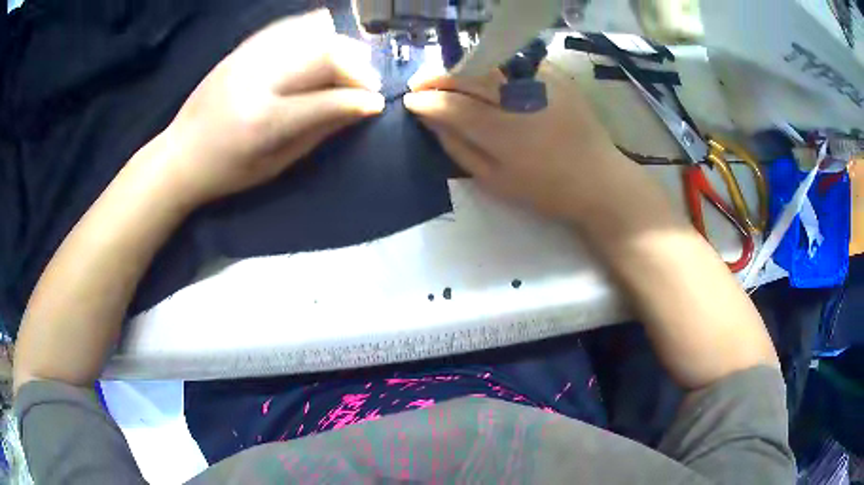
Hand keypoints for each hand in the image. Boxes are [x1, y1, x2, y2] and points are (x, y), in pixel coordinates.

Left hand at [159, 9, 384, 206]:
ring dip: (340, 44)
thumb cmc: (227, 172)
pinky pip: (286, 26)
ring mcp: (247, 58)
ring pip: (309, 34)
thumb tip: (358, 109)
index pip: (326, 101)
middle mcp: (257, 81)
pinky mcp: (241, 49)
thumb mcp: (275, 165)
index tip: (378, 103)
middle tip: (367, 81)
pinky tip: (327, 36)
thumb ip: (318, 132)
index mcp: (264, 122)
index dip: (360, 99)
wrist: (179, 155)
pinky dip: (313, 28)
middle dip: (356, 66)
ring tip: (350, 61)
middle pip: (323, 55)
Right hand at [404, 65, 656, 226]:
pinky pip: (512, 62)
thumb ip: (457, 147)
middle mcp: (520, 98)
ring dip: (460, 68)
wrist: (599, 179)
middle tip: (420, 85)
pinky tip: (484, 77)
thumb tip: (429, 119)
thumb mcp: (494, 180)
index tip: (410, 101)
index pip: (452, 105)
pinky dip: (491, 66)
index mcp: (504, 132)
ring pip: (487, 63)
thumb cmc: (546, 189)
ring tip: (446, 79)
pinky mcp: (555, 75)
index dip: (426, 101)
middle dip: (436, 77)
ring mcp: (540, 82)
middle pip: (467, 75)